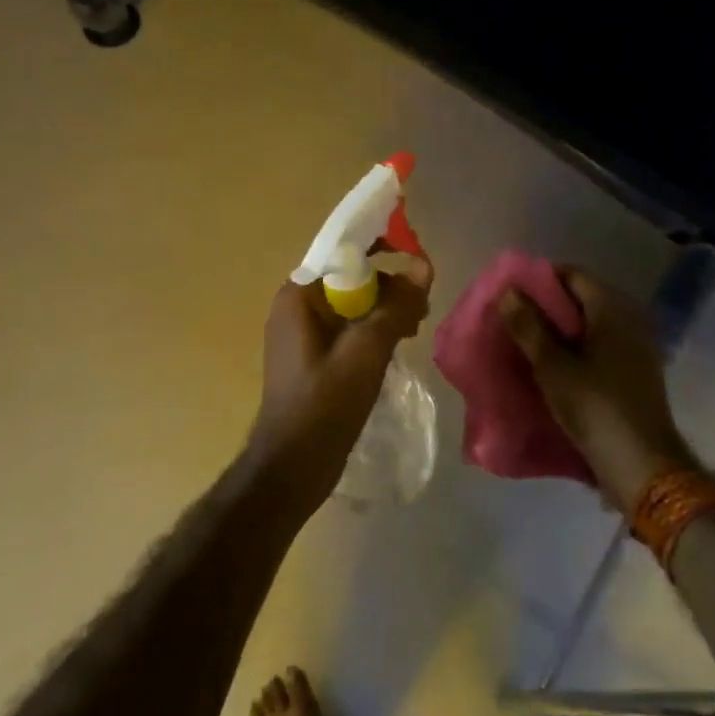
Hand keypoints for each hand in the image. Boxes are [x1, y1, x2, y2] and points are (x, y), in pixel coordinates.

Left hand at [246, 257, 432, 511]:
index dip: (384, 249)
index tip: (419, 264)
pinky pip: (348, 328)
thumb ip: (395, 307)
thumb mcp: (366, 352)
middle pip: (351, 278)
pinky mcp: (314, 357)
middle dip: (389, 285)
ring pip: (353, 304)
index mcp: (300, 295)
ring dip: (386, 309)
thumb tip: (423, 269)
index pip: (344, 252)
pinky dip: (374, 329)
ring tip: (415, 327)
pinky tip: (398, 344)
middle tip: (421, 309)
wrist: (292, 466)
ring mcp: (304, 333)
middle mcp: (297, 306)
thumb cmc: (324, 405)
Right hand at [497, 269, 698, 515]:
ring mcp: (637, 348)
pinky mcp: (636, 374)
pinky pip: (600, 348)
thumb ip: (528, 325)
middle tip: (513, 319)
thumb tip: (508, 291)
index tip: (511, 293)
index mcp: (612, 309)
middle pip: (582, 299)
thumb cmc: (594, 407)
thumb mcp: (552, 365)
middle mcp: (630, 320)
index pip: (572, 275)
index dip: (540, 279)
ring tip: (526, 343)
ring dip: (560, 330)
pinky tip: (553, 367)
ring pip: (590, 326)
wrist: (641, 464)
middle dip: (547, 306)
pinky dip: (576, 350)